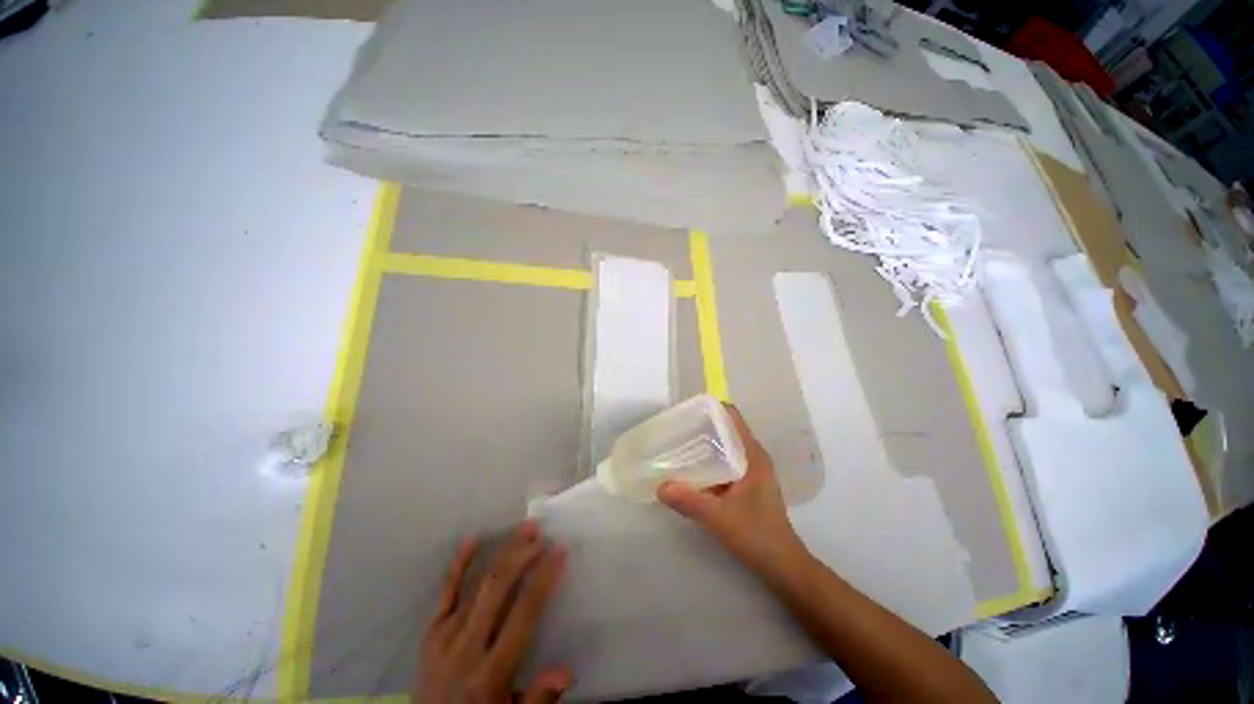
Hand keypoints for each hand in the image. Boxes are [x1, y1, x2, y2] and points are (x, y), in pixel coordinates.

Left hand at [415, 521, 570, 703]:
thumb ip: (538, 699)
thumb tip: (567, 672)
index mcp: (491, 673)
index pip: (524, 613)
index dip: (543, 579)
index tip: (559, 552)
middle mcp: (467, 648)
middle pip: (498, 589)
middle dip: (522, 556)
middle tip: (541, 534)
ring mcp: (444, 636)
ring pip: (478, 584)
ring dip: (503, 552)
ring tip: (524, 530)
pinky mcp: (430, 632)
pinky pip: (445, 592)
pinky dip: (459, 564)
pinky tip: (472, 539)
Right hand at [657, 404, 810, 578]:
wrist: (782, 567)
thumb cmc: (757, 536)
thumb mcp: (719, 518)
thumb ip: (689, 501)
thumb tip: (660, 486)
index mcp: (753, 455)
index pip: (733, 417)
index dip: (711, 408)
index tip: (687, 410)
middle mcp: (752, 458)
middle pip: (725, 430)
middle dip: (701, 426)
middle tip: (674, 428)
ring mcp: (750, 472)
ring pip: (723, 448)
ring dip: (702, 445)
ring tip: (676, 445)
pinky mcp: (745, 486)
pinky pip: (723, 464)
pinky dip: (706, 462)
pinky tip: (688, 471)